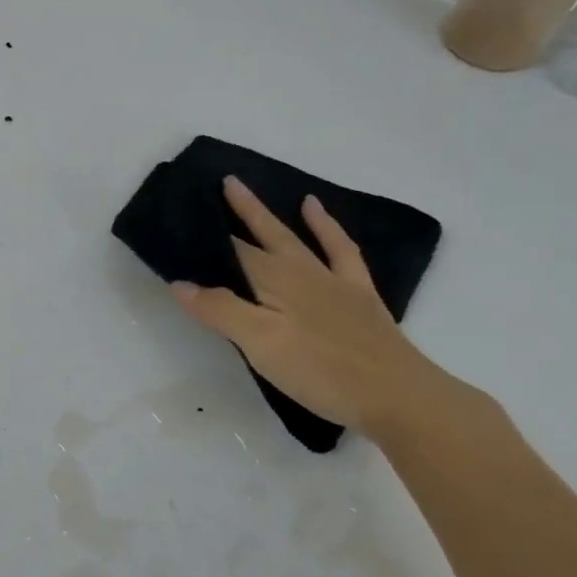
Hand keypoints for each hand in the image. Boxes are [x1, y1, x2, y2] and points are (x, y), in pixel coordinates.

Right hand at [170, 176, 450, 438]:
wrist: (396, 395)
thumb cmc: (320, 371)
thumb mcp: (260, 344)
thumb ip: (220, 310)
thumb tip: (180, 282)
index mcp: (273, 280)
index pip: (233, 251)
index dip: (209, 236)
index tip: (187, 216)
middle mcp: (301, 270)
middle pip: (263, 235)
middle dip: (241, 210)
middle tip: (224, 181)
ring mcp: (332, 280)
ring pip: (295, 237)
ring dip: (273, 214)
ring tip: (257, 192)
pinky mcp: (358, 294)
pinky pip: (341, 249)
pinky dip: (327, 227)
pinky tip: (319, 213)